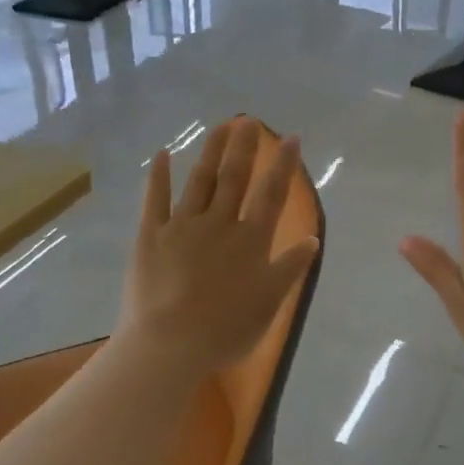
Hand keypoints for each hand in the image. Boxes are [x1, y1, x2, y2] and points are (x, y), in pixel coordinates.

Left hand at [117, 118, 320, 378]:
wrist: (171, 344)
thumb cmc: (227, 329)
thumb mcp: (270, 302)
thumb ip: (290, 267)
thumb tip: (313, 239)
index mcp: (251, 240)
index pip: (272, 195)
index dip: (283, 166)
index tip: (291, 139)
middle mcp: (219, 223)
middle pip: (235, 178)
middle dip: (245, 147)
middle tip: (250, 120)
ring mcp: (182, 226)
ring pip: (200, 181)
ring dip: (211, 151)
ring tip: (221, 127)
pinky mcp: (150, 235)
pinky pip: (155, 200)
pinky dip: (159, 176)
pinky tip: (162, 154)